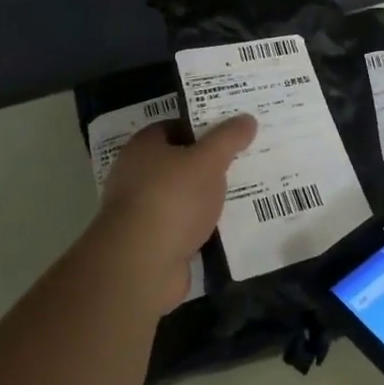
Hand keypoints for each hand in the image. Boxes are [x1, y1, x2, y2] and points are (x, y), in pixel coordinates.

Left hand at [97, 116, 254, 312]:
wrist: (141, 265)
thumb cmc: (172, 199)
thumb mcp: (208, 160)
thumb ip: (228, 138)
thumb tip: (247, 119)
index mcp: (144, 147)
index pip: (175, 126)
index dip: (203, 127)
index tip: (232, 132)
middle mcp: (136, 175)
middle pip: (179, 162)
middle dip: (208, 164)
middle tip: (243, 161)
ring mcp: (141, 211)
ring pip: (182, 196)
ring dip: (206, 198)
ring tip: (242, 193)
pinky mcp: (150, 243)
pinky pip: (182, 226)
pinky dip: (201, 226)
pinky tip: (226, 227)